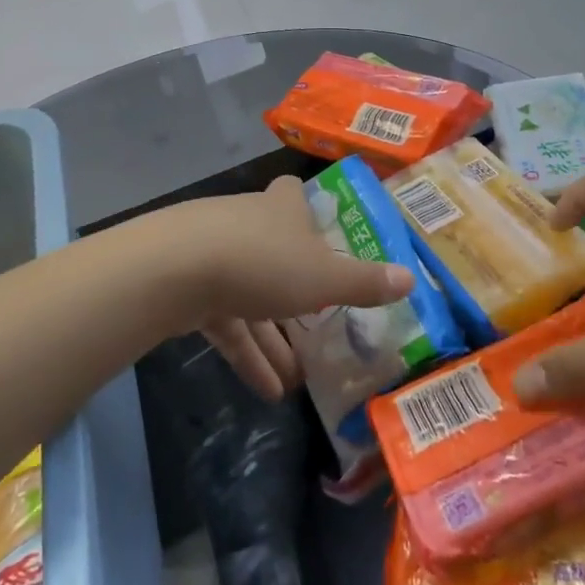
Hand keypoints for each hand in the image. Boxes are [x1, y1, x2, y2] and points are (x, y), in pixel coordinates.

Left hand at [155, 175, 413, 401]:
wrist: (173, 270)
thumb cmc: (262, 261)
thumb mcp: (325, 277)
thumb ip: (365, 282)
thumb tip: (411, 278)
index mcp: (281, 209)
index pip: (292, 193)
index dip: (305, 209)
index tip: (320, 232)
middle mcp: (247, 222)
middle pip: (275, 252)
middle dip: (295, 292)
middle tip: (319, 328)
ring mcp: (213, 253)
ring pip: (250, 294)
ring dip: (272, 338)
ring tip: (294, 382)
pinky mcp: (187, 285)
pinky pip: (225, 320)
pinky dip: (246, 351)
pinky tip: (265, 390)